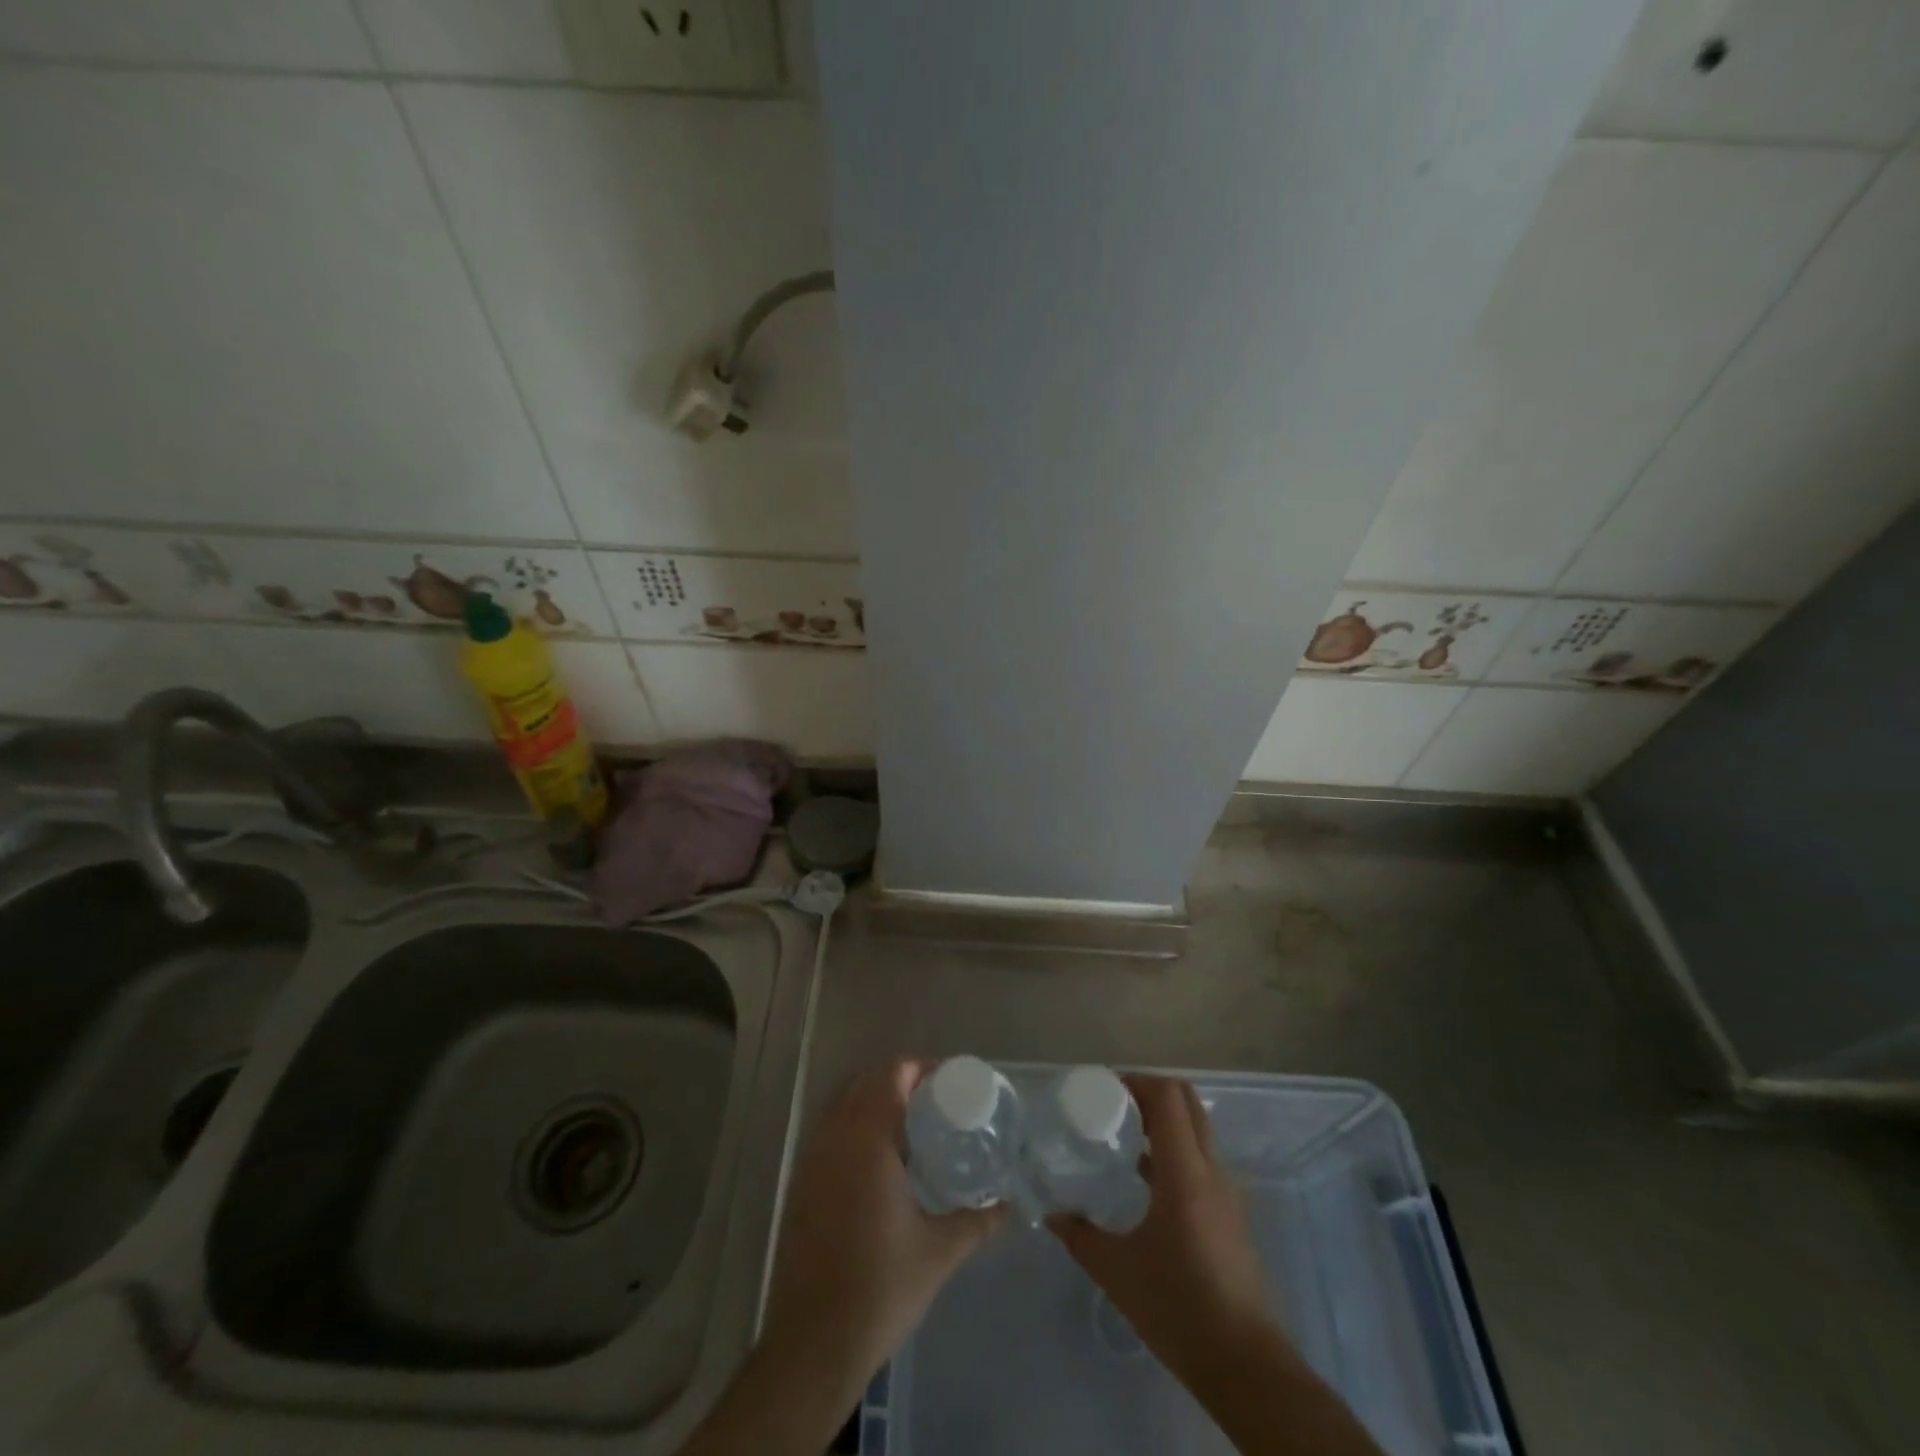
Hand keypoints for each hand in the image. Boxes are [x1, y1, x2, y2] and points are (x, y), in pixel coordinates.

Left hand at [759, 1058, 1005, 1402]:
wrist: (813, 1344)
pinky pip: (830, 1133)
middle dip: (899, 1081)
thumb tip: (1008, 1205)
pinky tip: (880, 1164)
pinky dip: (855, 1128)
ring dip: (875, 1103)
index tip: (948, 1083)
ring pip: (844, 1106)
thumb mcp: (939, 1252)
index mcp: (868, 1140)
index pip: (890, 1075)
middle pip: (865, 1082)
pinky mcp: (801, 1184)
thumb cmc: (880, 1288)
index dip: (919, 1068)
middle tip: (935, 1103)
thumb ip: (977, 1220)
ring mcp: (812, 1160)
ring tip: (912, 1128)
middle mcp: (835, 1138)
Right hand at [1049, 1075, 1275, 1380]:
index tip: (1106, 1089)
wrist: (1242, 1364)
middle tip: (1115, 1105)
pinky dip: (1175, 1151)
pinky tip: (1145, 1180)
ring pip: (1198, 1131)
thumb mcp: (1116, 1271)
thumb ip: (1081, 1236)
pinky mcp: (1229, 1215)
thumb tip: (1052, 1215)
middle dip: (1152, 1094)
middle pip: (1188, 1104)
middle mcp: (1210, 1171)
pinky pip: (1201, 1161)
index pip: (1168, 1098)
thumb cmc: (1177, 1307)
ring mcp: (1225, 1193)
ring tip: (1125, 1137)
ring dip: (1165, 1122)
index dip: (1138, 1082)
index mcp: (1185, 1173)